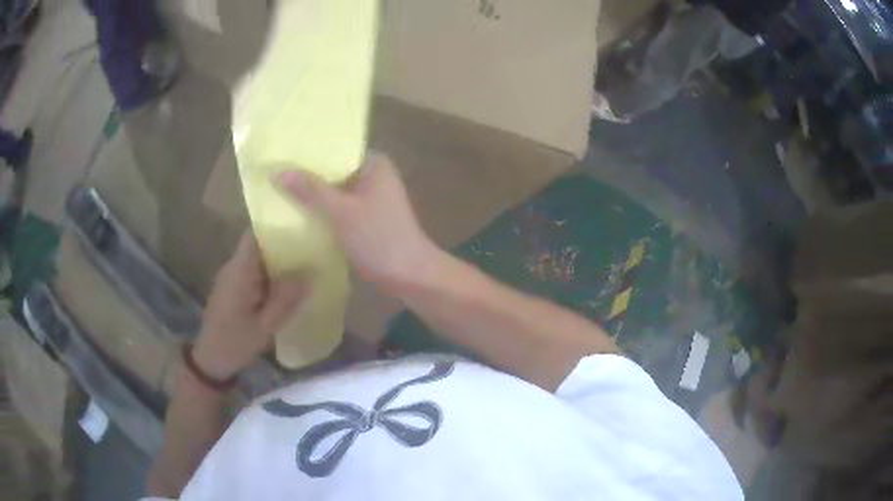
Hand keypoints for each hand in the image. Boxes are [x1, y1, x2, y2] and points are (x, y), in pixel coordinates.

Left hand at [193, 233, 309, 379]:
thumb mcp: (264, 327)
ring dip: (276, 262)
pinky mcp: (231, 289)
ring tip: (304, 265)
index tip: (299, 226)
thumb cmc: (235, 343)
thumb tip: (309, 275)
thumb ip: (285, 300)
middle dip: (282, 245)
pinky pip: (252, 273)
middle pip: (257, 245)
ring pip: (256, 260)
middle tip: (310, 249)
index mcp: (238, 272)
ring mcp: (230, 279)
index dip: (274, 227)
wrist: (210, 360)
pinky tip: (286, 286)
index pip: (253, 235)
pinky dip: (269, 275)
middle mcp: (232, 269)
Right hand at [277, 153, 438, 290]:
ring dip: (312, 194)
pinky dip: (322, 210)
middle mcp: (373, 176)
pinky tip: (296, 212)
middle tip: (273, 172)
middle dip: (307, 174)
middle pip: (333, 171)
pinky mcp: (366, 220)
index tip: (281, 151)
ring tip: (277, 189)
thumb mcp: (341, 211)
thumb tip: (277, 171)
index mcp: (374, 164)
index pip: (337, 148)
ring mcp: (370, 199)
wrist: (410, 276)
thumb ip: (310, 190)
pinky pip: (338, 209)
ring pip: (334, 191)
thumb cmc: (379, 238)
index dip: (310, 151)